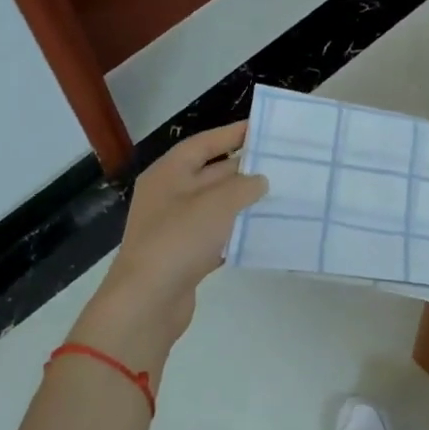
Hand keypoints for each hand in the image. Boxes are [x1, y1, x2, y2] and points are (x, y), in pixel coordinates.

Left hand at [73, 123, 266, 368]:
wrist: (147, 300)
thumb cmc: (179, 240)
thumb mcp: (216, 204)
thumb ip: (243, 186)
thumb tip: (259, 180)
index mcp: (168, 174)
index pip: (203, 144)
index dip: (231, 134)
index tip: (262, 128)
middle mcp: (168, 196)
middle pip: (209, 174)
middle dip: (243, 169)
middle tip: (281, 164)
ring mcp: (174, 228)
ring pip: (214, 207)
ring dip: (242, 202)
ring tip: (279, 196)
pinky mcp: (183, 256)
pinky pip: (214, 236)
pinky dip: (235, 233)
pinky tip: (261, 233)